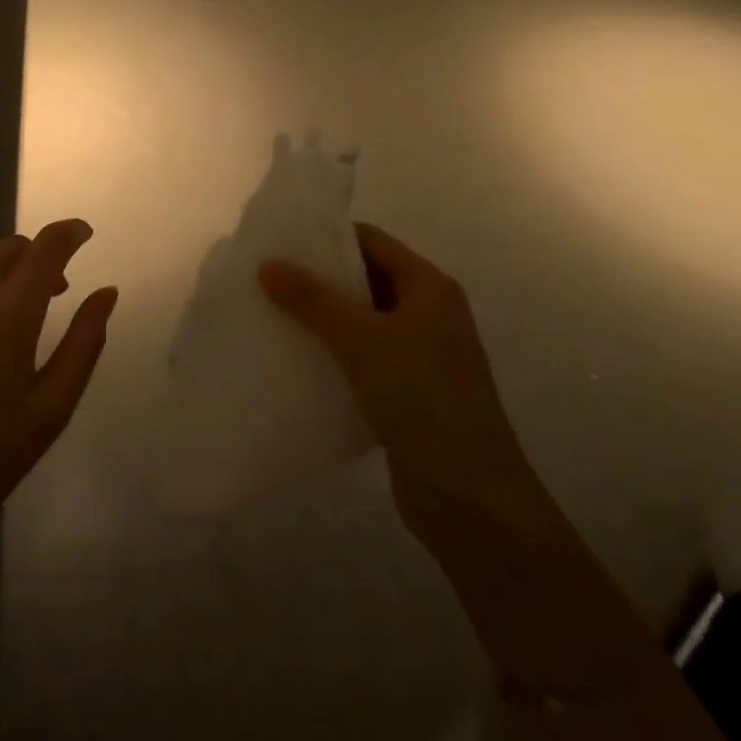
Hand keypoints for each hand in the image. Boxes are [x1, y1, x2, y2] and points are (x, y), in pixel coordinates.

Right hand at [259, 224, 535, 539]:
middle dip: (319, 279)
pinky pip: (362, 358)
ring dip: (322, 319)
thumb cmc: (424, 401)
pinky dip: (332, 354)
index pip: (372, 241)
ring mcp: (420, 356)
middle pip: (365, 279)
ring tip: (271, 314)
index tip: (280, 242)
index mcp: (430, 288)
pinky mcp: (407, 393)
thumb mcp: (364, 341)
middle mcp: (428, 314)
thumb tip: (267, 263)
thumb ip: (314, 300)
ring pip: (361, 321)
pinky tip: (296, 359)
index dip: (328, 237)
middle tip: (267, 278)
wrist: (473, 503)